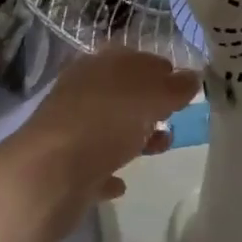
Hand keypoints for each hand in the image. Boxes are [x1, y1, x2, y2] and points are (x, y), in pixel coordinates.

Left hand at [8, 48, 199, 237]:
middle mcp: (83, 92)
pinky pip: (94, 166)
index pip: (135, 58)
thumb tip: (192, 76)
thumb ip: (175, 87)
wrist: (49, 175)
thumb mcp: (151, 97)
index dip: (162, 69)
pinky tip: (123, 183)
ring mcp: (72, 130)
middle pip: (123, 93)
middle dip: (151, 104)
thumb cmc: (105, 123)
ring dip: (137, 137)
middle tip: (177, 117)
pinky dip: (110, 170)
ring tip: (162, 149)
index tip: (186, 86)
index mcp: (100, 65)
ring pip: (110, 128)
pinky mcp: (66, 166)